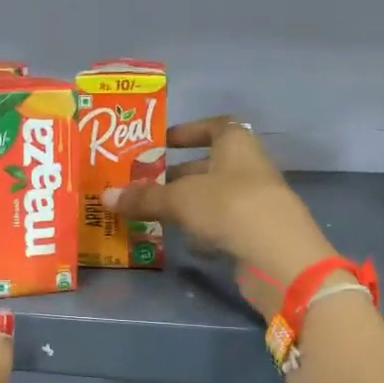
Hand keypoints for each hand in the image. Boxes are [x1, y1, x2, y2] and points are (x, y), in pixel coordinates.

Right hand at [103, 117, 338, 314]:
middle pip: (210, 165)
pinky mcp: (256, 234)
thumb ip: (144, 197)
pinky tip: (183, 242)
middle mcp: (249, 168)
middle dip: (178, 175)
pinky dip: (203, 231)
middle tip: (144, 184)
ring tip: (154, 214)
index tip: (162, 143)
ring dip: (188, 204)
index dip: (188, 131)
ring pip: (215, 198)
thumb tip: (105, 197)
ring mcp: (255, 202)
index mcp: (236, 145)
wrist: (277, 256)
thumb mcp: (179, 199)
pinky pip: (223, 225)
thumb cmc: (228, 207)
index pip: (215, 127)